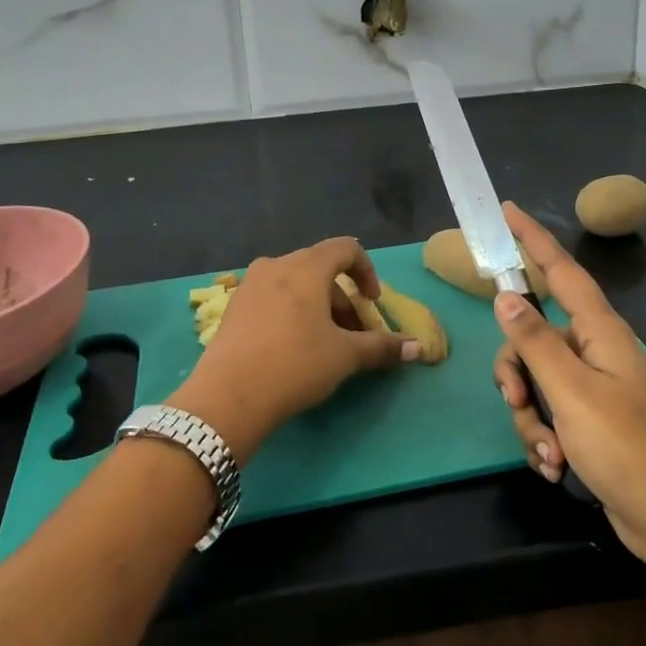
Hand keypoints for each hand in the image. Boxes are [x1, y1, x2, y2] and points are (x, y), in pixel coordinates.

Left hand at [170, 237, 417, 463]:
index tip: (372, 304)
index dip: (367, 272)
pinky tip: (294, 347)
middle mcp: (276, 265)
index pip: (346, 249)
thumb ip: (382, 347)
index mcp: (306, 267)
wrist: (227, 397)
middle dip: (344, 299)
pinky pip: (274, 297)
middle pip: (321, 269)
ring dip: (319, 307)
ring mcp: (250, 284)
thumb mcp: (344, 357)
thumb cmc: (294, 365)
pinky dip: (293, 311)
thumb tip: (418, 348)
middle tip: (354, 335)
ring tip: (326, 345)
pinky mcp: (234, 307)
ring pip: (296, 284)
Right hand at [493, 204, 645, 569]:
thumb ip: (534, 341)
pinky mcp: (588, 421)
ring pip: (535, 380)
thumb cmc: (626, 447)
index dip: (534, 239)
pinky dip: (542, 437)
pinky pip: (548, 412)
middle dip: (516, 372)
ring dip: (530, 417)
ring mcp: (592, 387)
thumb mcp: (571, 392)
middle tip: (518, 401)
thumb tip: (506, 296)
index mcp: (599, 331)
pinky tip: (555, 466)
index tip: (508, 211)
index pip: (561, 271)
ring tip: (548, 453)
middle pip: (532, 337)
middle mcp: (594, 351)